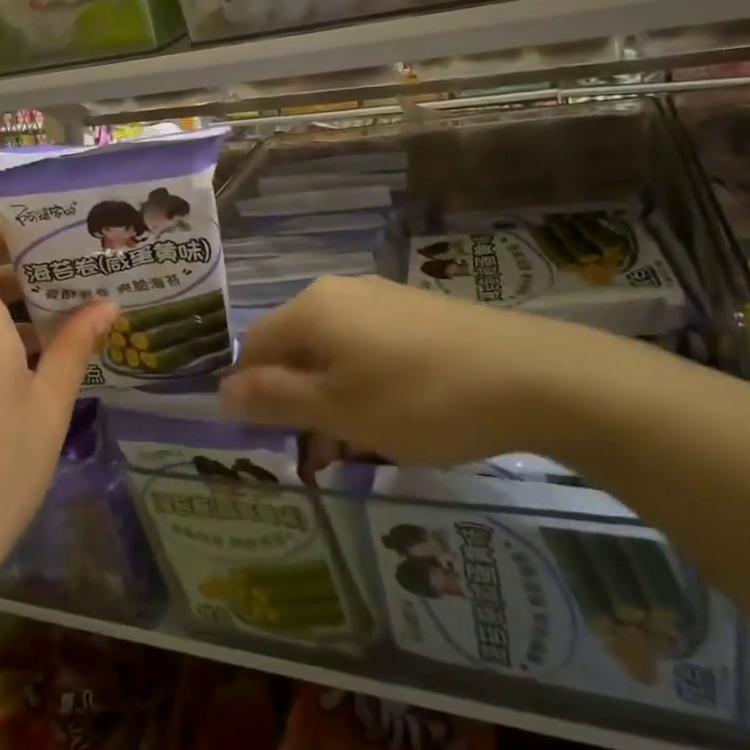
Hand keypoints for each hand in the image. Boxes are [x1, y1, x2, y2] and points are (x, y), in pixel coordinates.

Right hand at [218, 275, 611, 465]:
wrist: (529, 375)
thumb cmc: (418, 398)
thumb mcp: (338, 410)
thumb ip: (274, 399)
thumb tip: (220, 390)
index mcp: (311, 309)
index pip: (254, 347)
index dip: (254, 394)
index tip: (278, 441)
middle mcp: (340, 293)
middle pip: (296, 350)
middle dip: (300, 403)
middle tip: (325, 456)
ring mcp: (382, 299)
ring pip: (335, 353)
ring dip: (335, 400)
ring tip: (365, 448)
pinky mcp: (417, 313)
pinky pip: (371, 348)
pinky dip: (368, 384)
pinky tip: (399, 420)